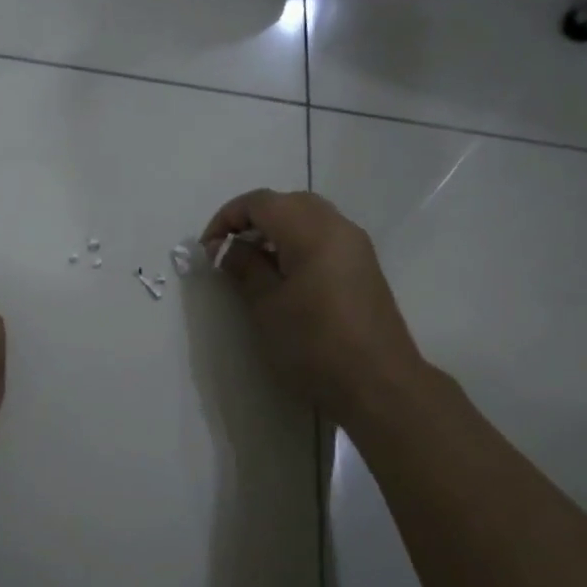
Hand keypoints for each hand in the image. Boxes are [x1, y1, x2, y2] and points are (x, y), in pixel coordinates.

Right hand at [202, 189, 430, 427]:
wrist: (378, 384)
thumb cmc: (313, 345)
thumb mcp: (266, 306)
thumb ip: (243, 267)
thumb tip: (223, 246)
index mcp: (312, 231)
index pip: (261, 202)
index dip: (228, 217)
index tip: (208, 248)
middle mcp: (339, 227)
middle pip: (288, 203)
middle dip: (253, 219)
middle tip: (230, 251)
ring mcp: (356, 246)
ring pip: (309, 217)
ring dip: (276, 230)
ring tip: (253, 264)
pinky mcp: (364, 267)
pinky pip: (325, 237)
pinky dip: (298, 243)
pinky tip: (284, 276)